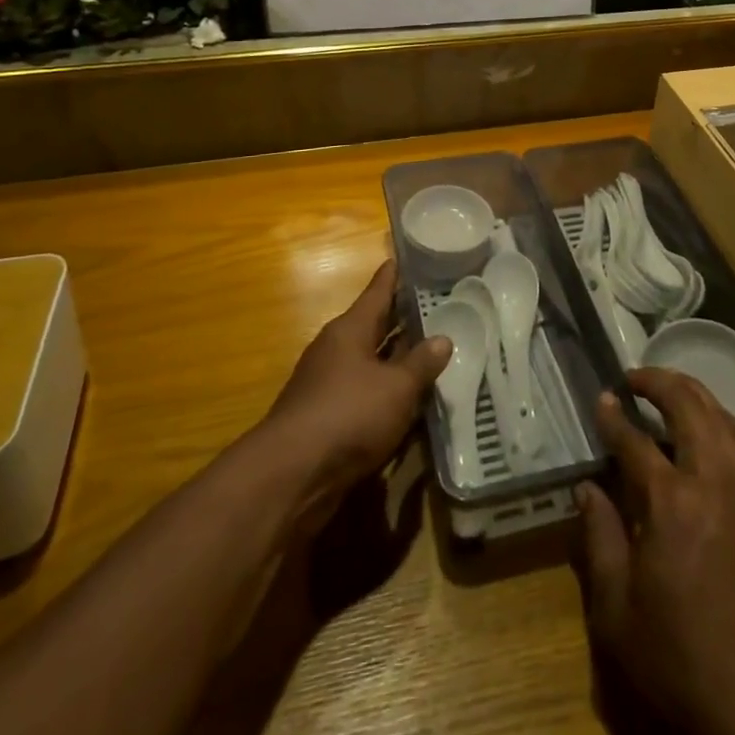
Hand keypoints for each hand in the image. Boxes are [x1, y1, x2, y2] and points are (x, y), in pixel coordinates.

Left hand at [261, 262, 449, 515]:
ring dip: (395, 360)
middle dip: (400, 319)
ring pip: (369, 362)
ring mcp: (327, 385)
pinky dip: (385, 393)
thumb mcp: (397, 388)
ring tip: (429, 353)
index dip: (393, 276)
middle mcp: (336, 350)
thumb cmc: (348, 415)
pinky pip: (363, 395)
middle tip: (435, 306)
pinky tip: (408, 402)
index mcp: (349, 330)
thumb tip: (443, 339)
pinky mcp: (325, 419)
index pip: (377, 292)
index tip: (405, 257)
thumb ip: (422, 363)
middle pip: (373, 326)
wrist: (291, 477)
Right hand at [576, 369, 734, 734]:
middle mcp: (714, 482)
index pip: (635, 441)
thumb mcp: (617, 611)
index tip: (601, 397)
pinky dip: (726, 423)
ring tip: (672, 390)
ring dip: (696, 395)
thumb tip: (587, 488)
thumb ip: (600, 539)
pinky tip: (714, 430)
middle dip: (660, 382)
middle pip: (689, 406)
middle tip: (636, 377)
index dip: (614, 416)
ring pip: (724, 418)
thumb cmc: (680, 660)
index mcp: (671, 503)